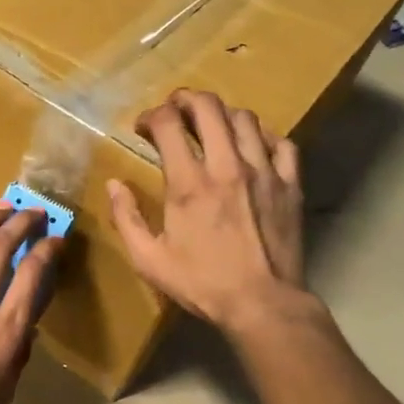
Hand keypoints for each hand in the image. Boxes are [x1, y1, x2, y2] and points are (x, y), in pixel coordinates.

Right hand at [107, 89, 313, 333]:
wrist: (262, 304)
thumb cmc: (201, 284)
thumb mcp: (149, 259)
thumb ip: (126, 218)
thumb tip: (113, 184)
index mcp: (189, 184)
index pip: (169, 124)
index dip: (152, 116)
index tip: (144, 127)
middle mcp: (227, 167)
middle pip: (209, 107)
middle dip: (186, 99)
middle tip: (175, 110)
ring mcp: (264, 172)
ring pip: (245, 119)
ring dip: (222, 115)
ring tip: (211, 126)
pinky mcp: (290, 185)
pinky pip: (281, 143)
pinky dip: (263, 136)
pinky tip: (252, 145)